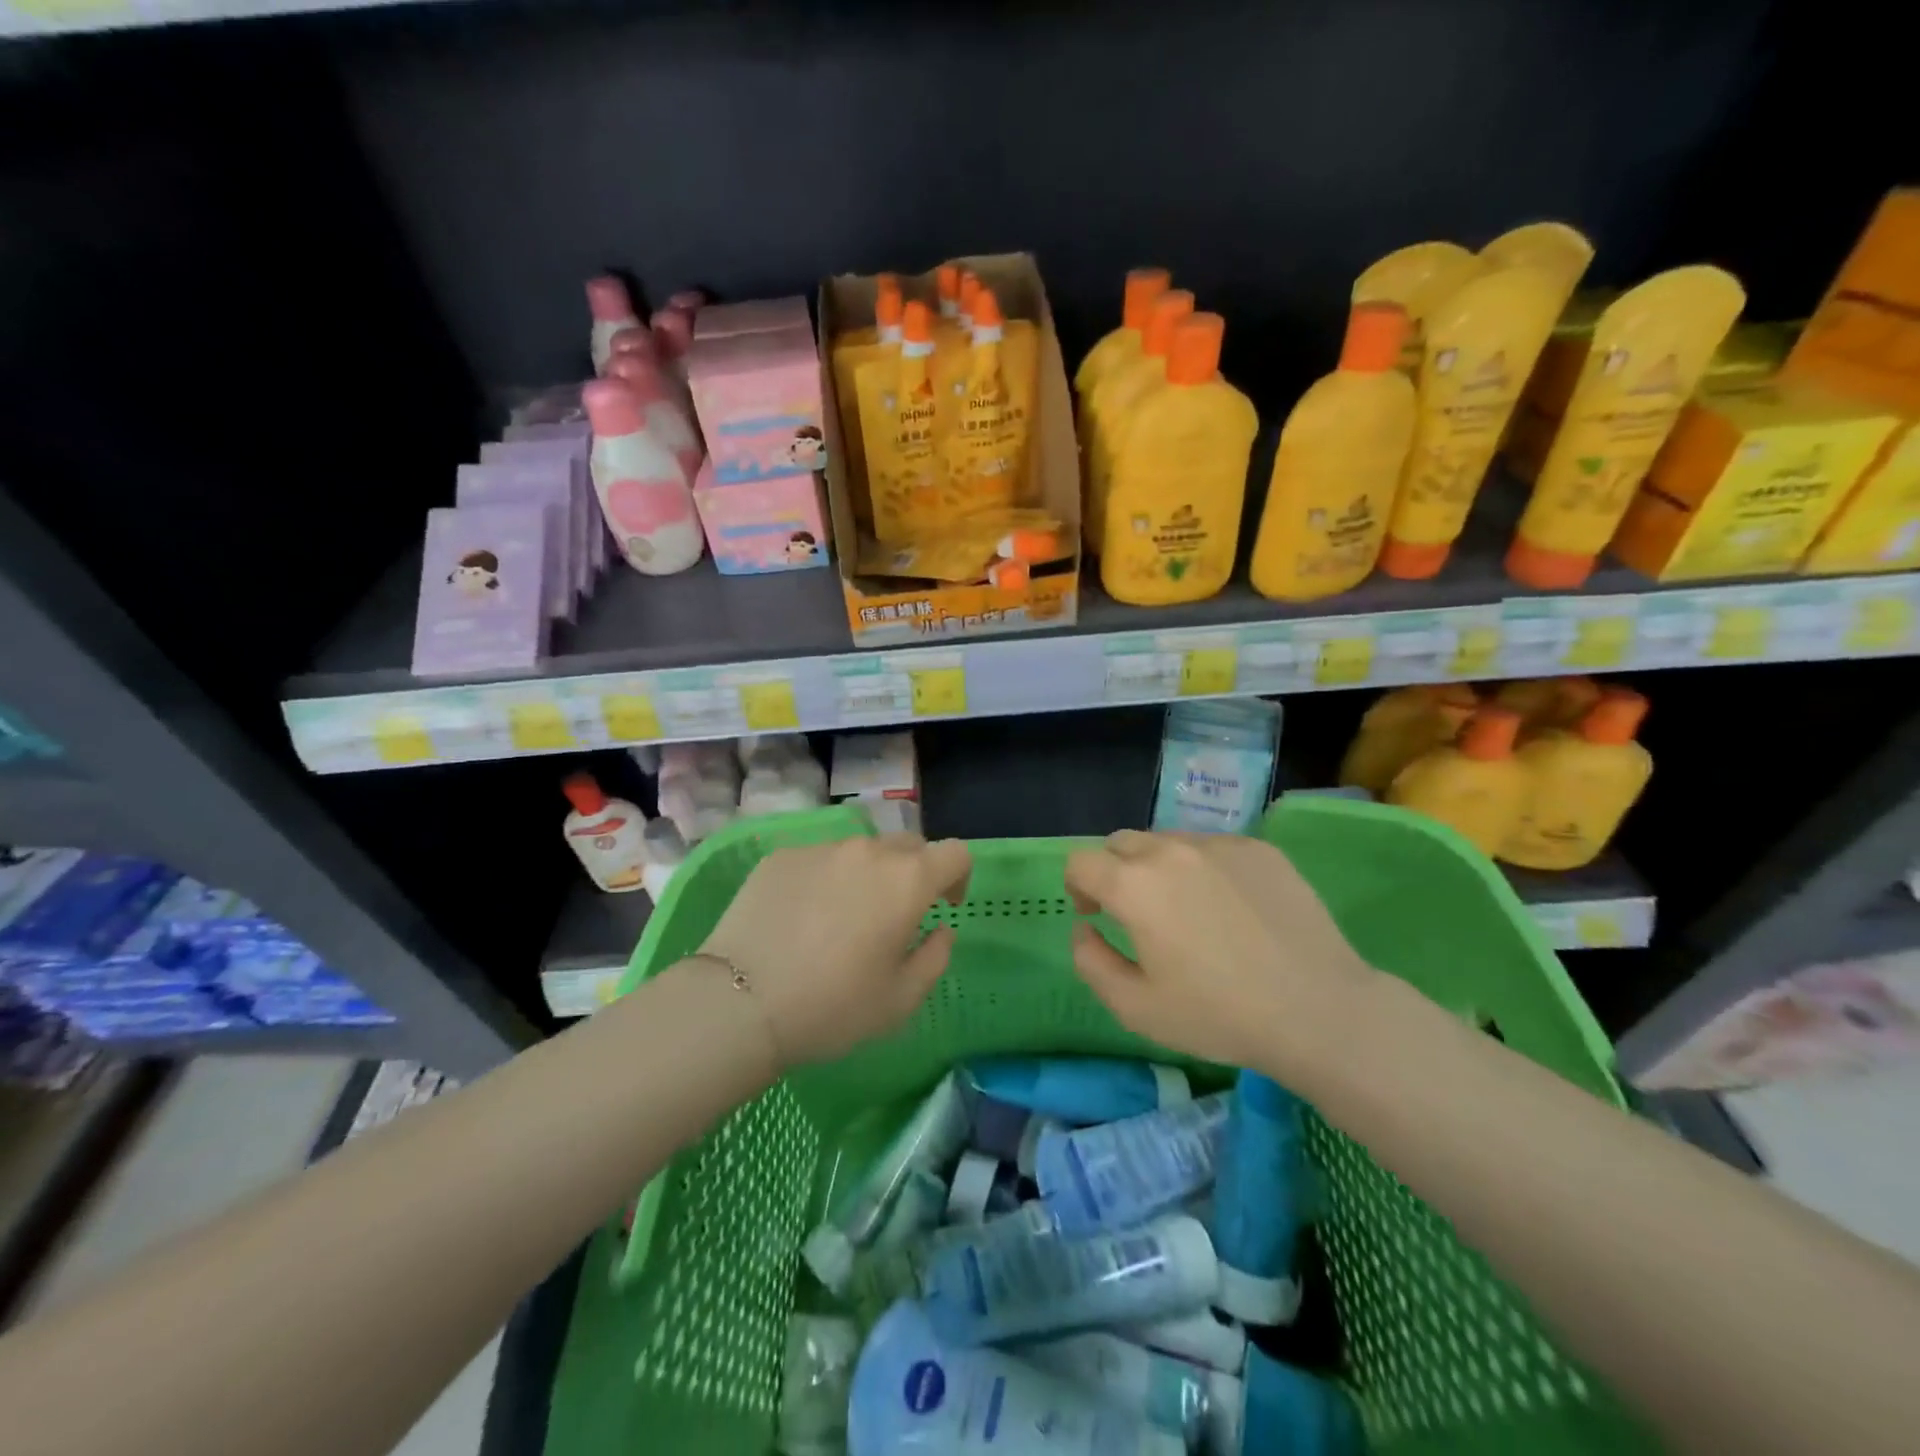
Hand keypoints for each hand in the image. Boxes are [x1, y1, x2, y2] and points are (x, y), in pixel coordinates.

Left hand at [698, 834, 970, 1067]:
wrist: (739, 1003)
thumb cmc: (833, 1006)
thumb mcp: (901, 999)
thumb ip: (935, 957)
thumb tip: (940, 929)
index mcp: (907, 880)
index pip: (954, 853)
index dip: (958, 876)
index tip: (943, 906)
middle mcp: (868, 851)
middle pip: (908, 845)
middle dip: (914, 873)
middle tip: (895, 915)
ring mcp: (821, 849)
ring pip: (860, 851)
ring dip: (867, 875)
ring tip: (842, 919)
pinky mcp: (781, 856)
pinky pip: (819, 860)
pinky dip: (825, 880)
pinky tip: (801, 919)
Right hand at [1064, 830, 1374, 1078]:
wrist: (1318, 1010)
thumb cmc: (1219, 1014)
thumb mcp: (1135, 1008)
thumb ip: (1091, 962)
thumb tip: (1083, 928)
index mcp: (1134, 885)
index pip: (1081, 862)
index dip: (1078, 887)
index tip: (1096, 915)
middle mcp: (1171, 850)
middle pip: (1122, 843)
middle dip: (1115, 872)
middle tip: (1137, 913)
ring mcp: (1219, 844)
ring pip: (1168, 841)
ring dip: (1160, 868)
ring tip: (1189, 911)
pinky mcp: (1259, 849)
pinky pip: (1213, 848)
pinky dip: (1205, 869)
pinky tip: (1233, 910)